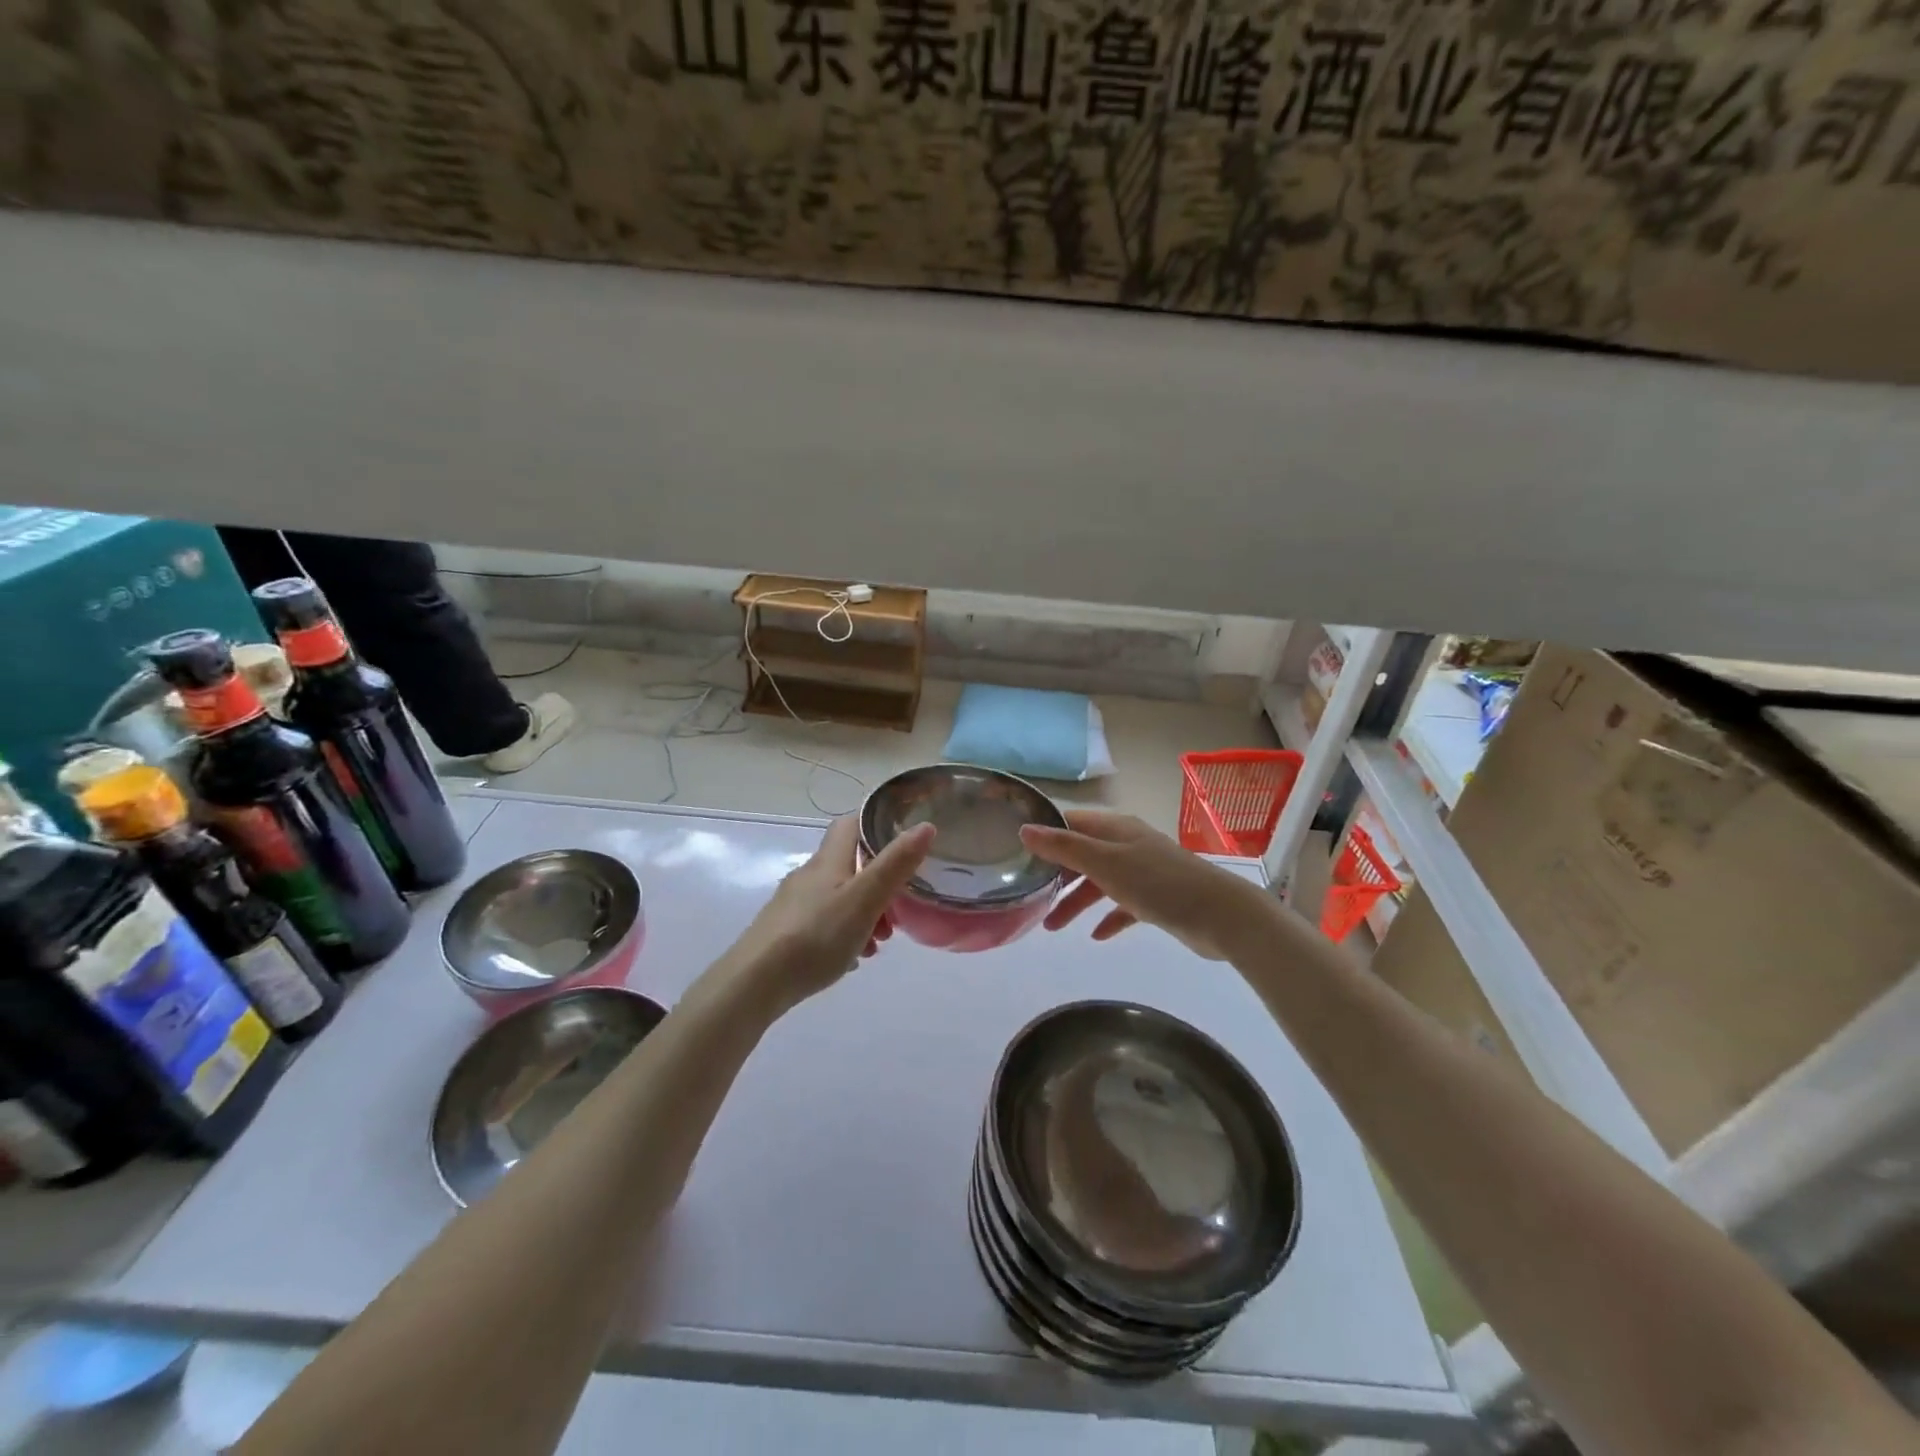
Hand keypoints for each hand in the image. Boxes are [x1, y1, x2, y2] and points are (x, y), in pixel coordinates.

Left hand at [719, 815, 935, 1013]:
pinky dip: (845, 932)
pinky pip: (824, 922)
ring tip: (879, 941)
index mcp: (828, 861)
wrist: (754, 982)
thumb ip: (896, 864)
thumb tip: (925, 826)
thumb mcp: (864, 899)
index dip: (875, 824)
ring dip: (865, 911)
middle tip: (899, 907)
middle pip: (849, 864)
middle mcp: (809, 876)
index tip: (902, 839)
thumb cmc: (816, 935)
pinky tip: (852, 958)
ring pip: (838, 896)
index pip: (850, 824)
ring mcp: (794, 905)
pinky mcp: (785, 932)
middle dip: (878, 880)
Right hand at [1019, 809, 1270, 961]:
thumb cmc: (1158, 883)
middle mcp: (1128, 845)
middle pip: (1083, 855)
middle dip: (1057, 875)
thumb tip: (1025, 829)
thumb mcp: (1104, 863)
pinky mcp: (1157, 899)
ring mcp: (1144, 872)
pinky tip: (1097, 936)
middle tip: (1032, 897)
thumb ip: (1064, 847)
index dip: (1046, 834)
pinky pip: (1123, 905)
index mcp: (1116, 829)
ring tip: (1054, 927)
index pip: (1072, 823)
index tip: (1018, 853)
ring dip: (1077, 902)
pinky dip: (1108, 917)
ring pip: (1101, 882)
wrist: (1220, 915)